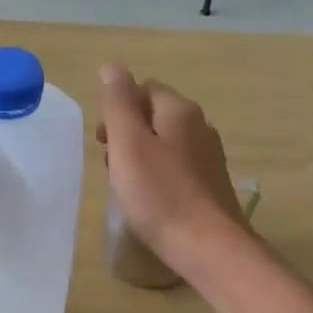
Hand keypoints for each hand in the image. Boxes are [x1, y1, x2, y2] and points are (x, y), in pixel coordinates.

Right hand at [97, 65, 247, 272]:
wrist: (208, 246)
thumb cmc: (160, 195)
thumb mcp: (128, 144)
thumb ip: (118, 103)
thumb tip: (111, 66)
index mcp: (179, 110)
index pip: (143, 88)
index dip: (117, 109)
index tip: (102, 141)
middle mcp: (199, 126)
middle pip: (155, 115)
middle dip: (127, 132)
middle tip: (109, 163)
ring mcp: (209, 156)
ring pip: (166, 142)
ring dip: (140, 154)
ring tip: (125, 183)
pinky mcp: (211, 183)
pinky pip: (177, 166)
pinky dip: (158, 174)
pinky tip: (149, 198)